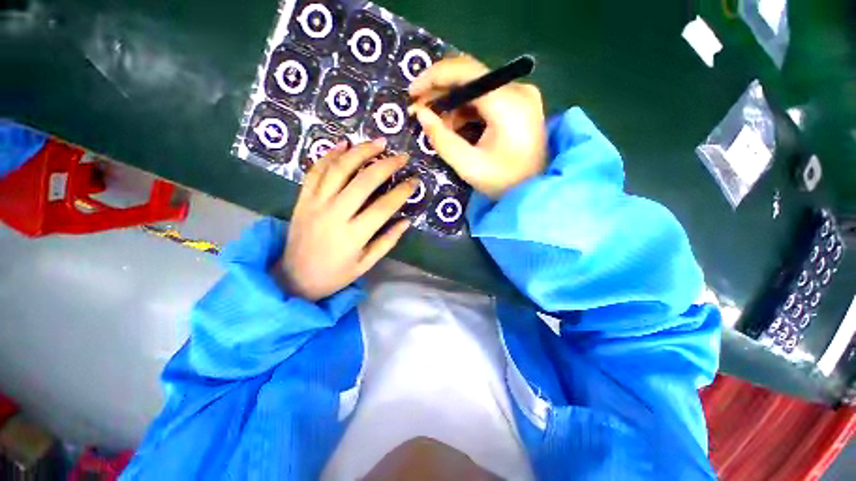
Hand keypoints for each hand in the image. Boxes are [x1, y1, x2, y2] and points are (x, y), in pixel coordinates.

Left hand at [273, 138, 417, 300]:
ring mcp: (315, 203)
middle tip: (401, 156)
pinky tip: (343, 144)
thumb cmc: (335, 274)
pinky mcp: (302, 199)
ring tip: (378, 143)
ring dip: (360, 152)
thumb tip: (406, 220)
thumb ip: (387, 241)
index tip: (415, 180)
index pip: (384, 207)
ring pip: (338, 169)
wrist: (294, 278)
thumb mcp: (366, 264)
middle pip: (363, 181)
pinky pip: (315, 171)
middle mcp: (334, 215)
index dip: (402, 191)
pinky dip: (329, 155)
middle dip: (386, 165)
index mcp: (353, 235)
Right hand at [408, 55, 546, 198]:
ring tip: (435, 123)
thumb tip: (421, 114)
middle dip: (441, 92)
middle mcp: (518, 90)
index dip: (434, 77)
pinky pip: (486, 100)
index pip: (466, 72)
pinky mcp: (519, 106)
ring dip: (452, 103)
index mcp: (508, 103)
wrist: (534, 191)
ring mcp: (521, 96)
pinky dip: (466, 111)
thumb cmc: (503, 183)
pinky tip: (454, 126)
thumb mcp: (468, 165)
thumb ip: (442, 139)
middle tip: (419, 109)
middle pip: (471, 77)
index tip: (412, 92)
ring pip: (476, 89)